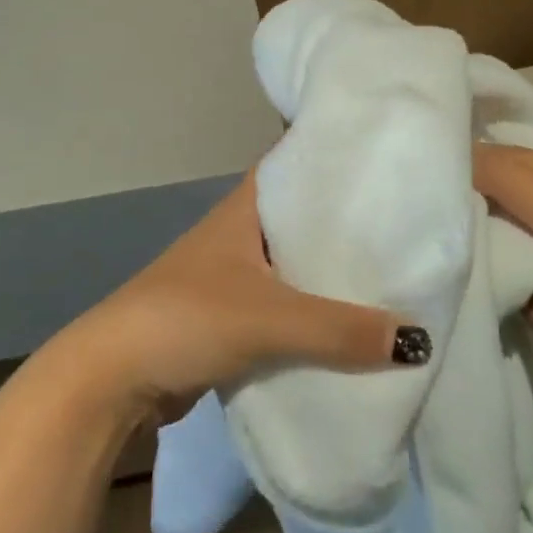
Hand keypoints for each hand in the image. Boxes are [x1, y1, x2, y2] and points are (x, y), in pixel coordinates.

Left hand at [53, 173, 423, 417]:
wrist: (114, 378)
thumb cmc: (186, 318)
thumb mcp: (268, 319)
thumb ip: (339, 330)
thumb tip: (419, 339)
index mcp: (246, 207)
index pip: (298, 162)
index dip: (337, 155)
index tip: (388, 157)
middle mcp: (242, 231)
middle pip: (305, 216)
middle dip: (349, 221)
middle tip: (409, 221)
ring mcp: (236, 273)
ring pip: (297, 263)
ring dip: (332, 272)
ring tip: (395, 272)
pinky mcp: (233, 314)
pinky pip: (287, 304)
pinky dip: (315, 311)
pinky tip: (352, 324)